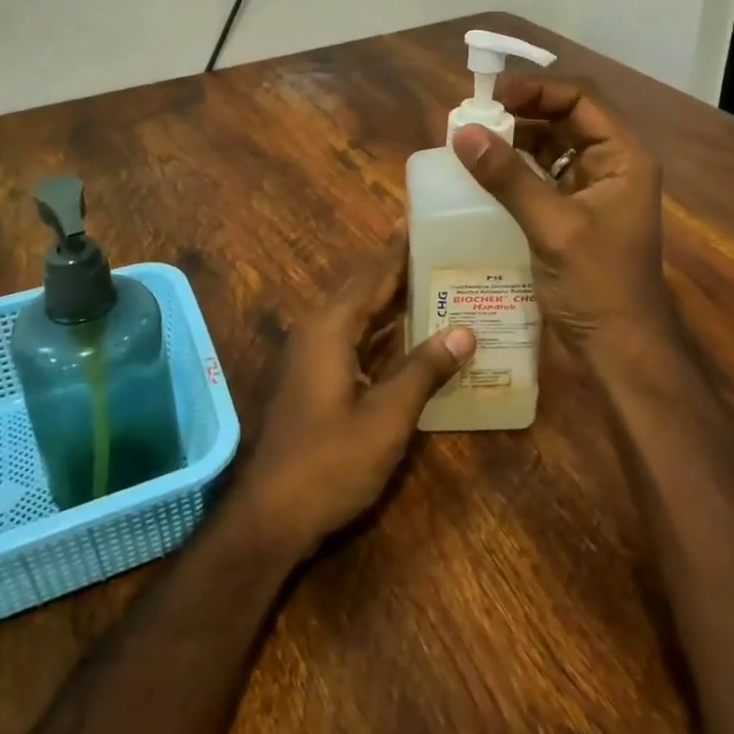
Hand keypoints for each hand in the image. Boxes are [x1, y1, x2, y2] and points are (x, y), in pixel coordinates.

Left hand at [231, 235, 473, 557]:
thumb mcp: (387, 417)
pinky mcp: (313, 380)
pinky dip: (380, 331)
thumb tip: (464, 330)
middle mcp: (317, 331)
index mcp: (331, 328)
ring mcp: (311, 357)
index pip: (371, 274)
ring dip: (390, 300)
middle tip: (436, 246)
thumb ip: (424, 370)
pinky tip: (408, 336)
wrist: (270, 514)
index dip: (397, 248)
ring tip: (430, 281)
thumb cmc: (329, 461)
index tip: (420, 219)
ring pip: (357, 315)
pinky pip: (352, 339)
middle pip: (362, 288)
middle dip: (396, 267)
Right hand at [449, 76, 673, 358]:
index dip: (537, 90)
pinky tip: (485, 175)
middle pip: (565, 119)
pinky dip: (516, 170)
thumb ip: (509, 177)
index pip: (581, 101)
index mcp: (623, 158)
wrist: (619, 351)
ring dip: (515, 141)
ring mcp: (593, 191)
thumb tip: (462, 131)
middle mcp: (611, 166)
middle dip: (521, 113)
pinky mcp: (573, 214)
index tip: (491, 96)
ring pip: (552, 147)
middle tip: (474, 117)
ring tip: (473, 141)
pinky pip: (543, 177)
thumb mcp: (552, 227)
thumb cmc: (597, 286)